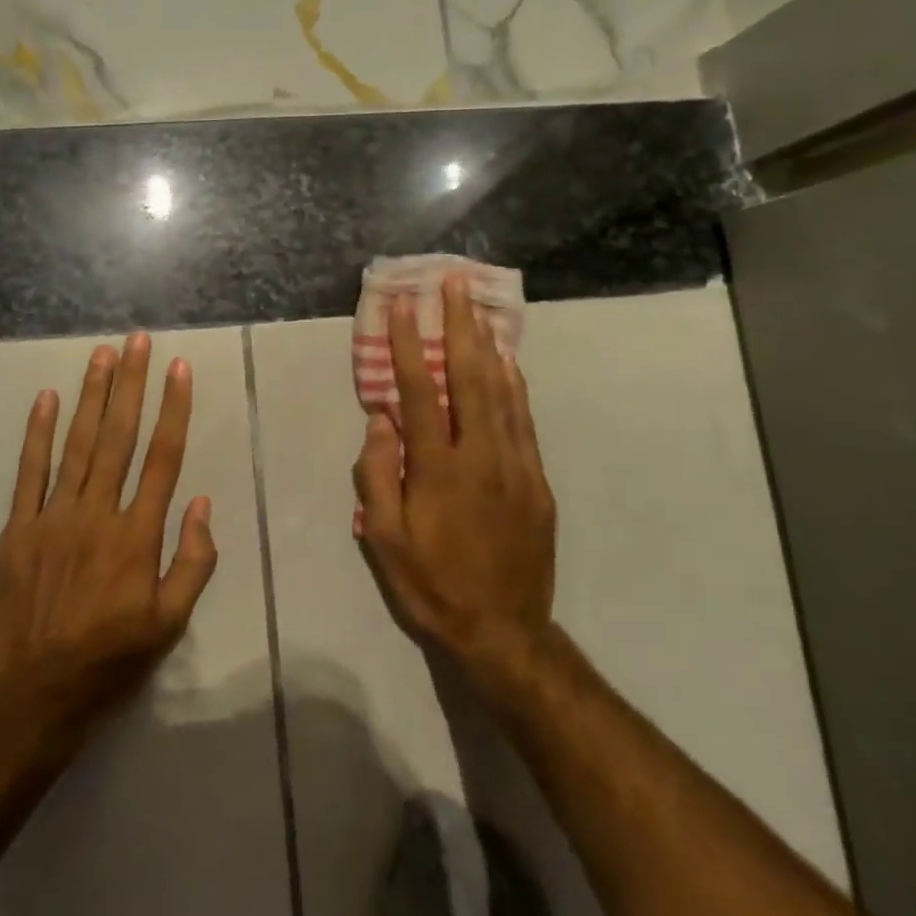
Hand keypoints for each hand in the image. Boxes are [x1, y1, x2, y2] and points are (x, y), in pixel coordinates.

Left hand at [0, 333, 218, 747]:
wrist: (36, 695)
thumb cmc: (112, 658)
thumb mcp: (171, 624)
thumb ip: (193, 562)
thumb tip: (200, 503)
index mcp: (137, 536)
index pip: (161, 458)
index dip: (173, 409)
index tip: (178, 370)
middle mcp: (97, 514)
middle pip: (119, 437)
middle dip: (131, 384)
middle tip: (138, 341)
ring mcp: (53, 517)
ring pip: (77, 444)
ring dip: (92, 396)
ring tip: (102, 354)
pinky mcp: (19, 529)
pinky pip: (29, 472)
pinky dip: (38, 433)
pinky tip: (46, 398)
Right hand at [354, 274, 557, 705]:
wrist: (504, 631)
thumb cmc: (432, 584)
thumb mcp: (385, 541)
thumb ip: (377, 475)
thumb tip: (381, 418)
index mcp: (438, 470)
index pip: (420, 393)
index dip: (410, 346)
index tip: (405, 306)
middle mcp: (481, 457)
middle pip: (470, 378)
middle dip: (459, 326)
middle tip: (454, 284)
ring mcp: (516, 466)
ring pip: (502, 392)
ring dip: (487, 344)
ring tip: (479, 308)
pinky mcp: (537, 481)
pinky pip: (524, 421)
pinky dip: (514, 385)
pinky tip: (507, 362)